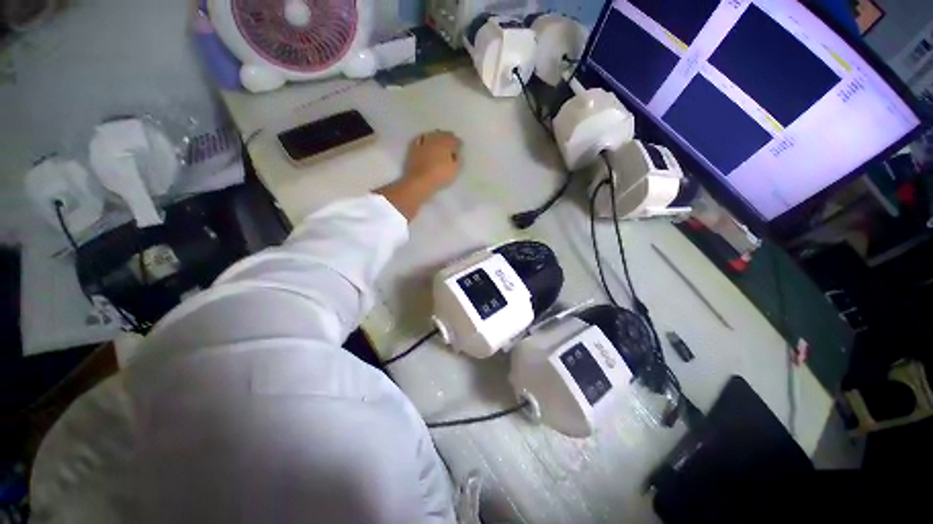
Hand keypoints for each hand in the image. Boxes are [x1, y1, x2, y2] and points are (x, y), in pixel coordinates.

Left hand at [403, 131, 462, 191]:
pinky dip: (424, 139)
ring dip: (436, 137)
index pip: (455, 140)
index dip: (458, 143)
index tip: (460, 146)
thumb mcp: (455, 169)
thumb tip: (456, 153)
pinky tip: (425, 142)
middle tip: (451, 141)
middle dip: (448, 137)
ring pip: (431, 135)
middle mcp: (434, 139)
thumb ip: (458, 159)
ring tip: (438, 141)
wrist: (419, 180)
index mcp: (446, 143)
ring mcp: (423, 142)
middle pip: (443, 134)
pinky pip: (420, 139)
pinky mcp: (413, 148)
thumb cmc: (439, 175)